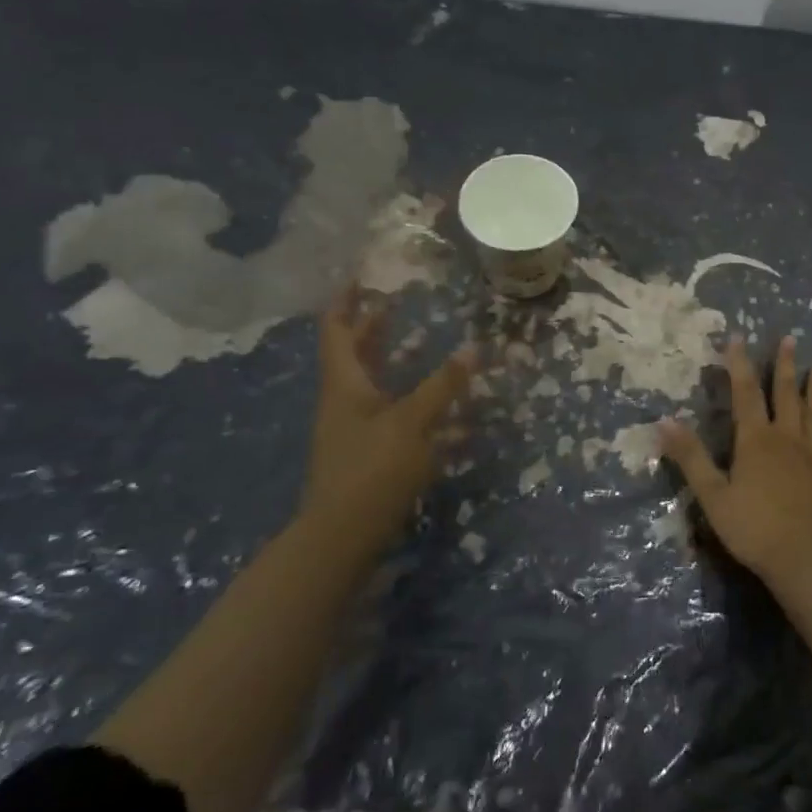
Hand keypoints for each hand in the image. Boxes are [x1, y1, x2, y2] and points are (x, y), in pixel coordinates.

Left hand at [300, 286, 475, 545]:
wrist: (341, 535)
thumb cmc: (372, 469)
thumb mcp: (412, 423)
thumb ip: (443, 386)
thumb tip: (473, 348)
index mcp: (345, 384)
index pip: (338, 330)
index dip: (346, 301)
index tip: (361, 276)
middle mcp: (344, 400)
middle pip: (354, 354)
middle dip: (374, 327)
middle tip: (397, 303)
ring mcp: (353, 428)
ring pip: (372, 382)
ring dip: (393, 361)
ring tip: (423, 345)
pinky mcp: (367, 452)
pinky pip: (387, 411)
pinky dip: (408, 398)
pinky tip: (438, 405)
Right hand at [659, 335, 811, 579]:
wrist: (805, 560)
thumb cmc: (753, 528)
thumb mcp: (712, 495)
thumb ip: (690, 457)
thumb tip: (664, 420)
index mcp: (755, 440)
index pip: (745, 393)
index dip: (739, 364)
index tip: (737, 338)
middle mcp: (786, 440)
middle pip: (784, 396)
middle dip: (784, 367)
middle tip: (790, 339)